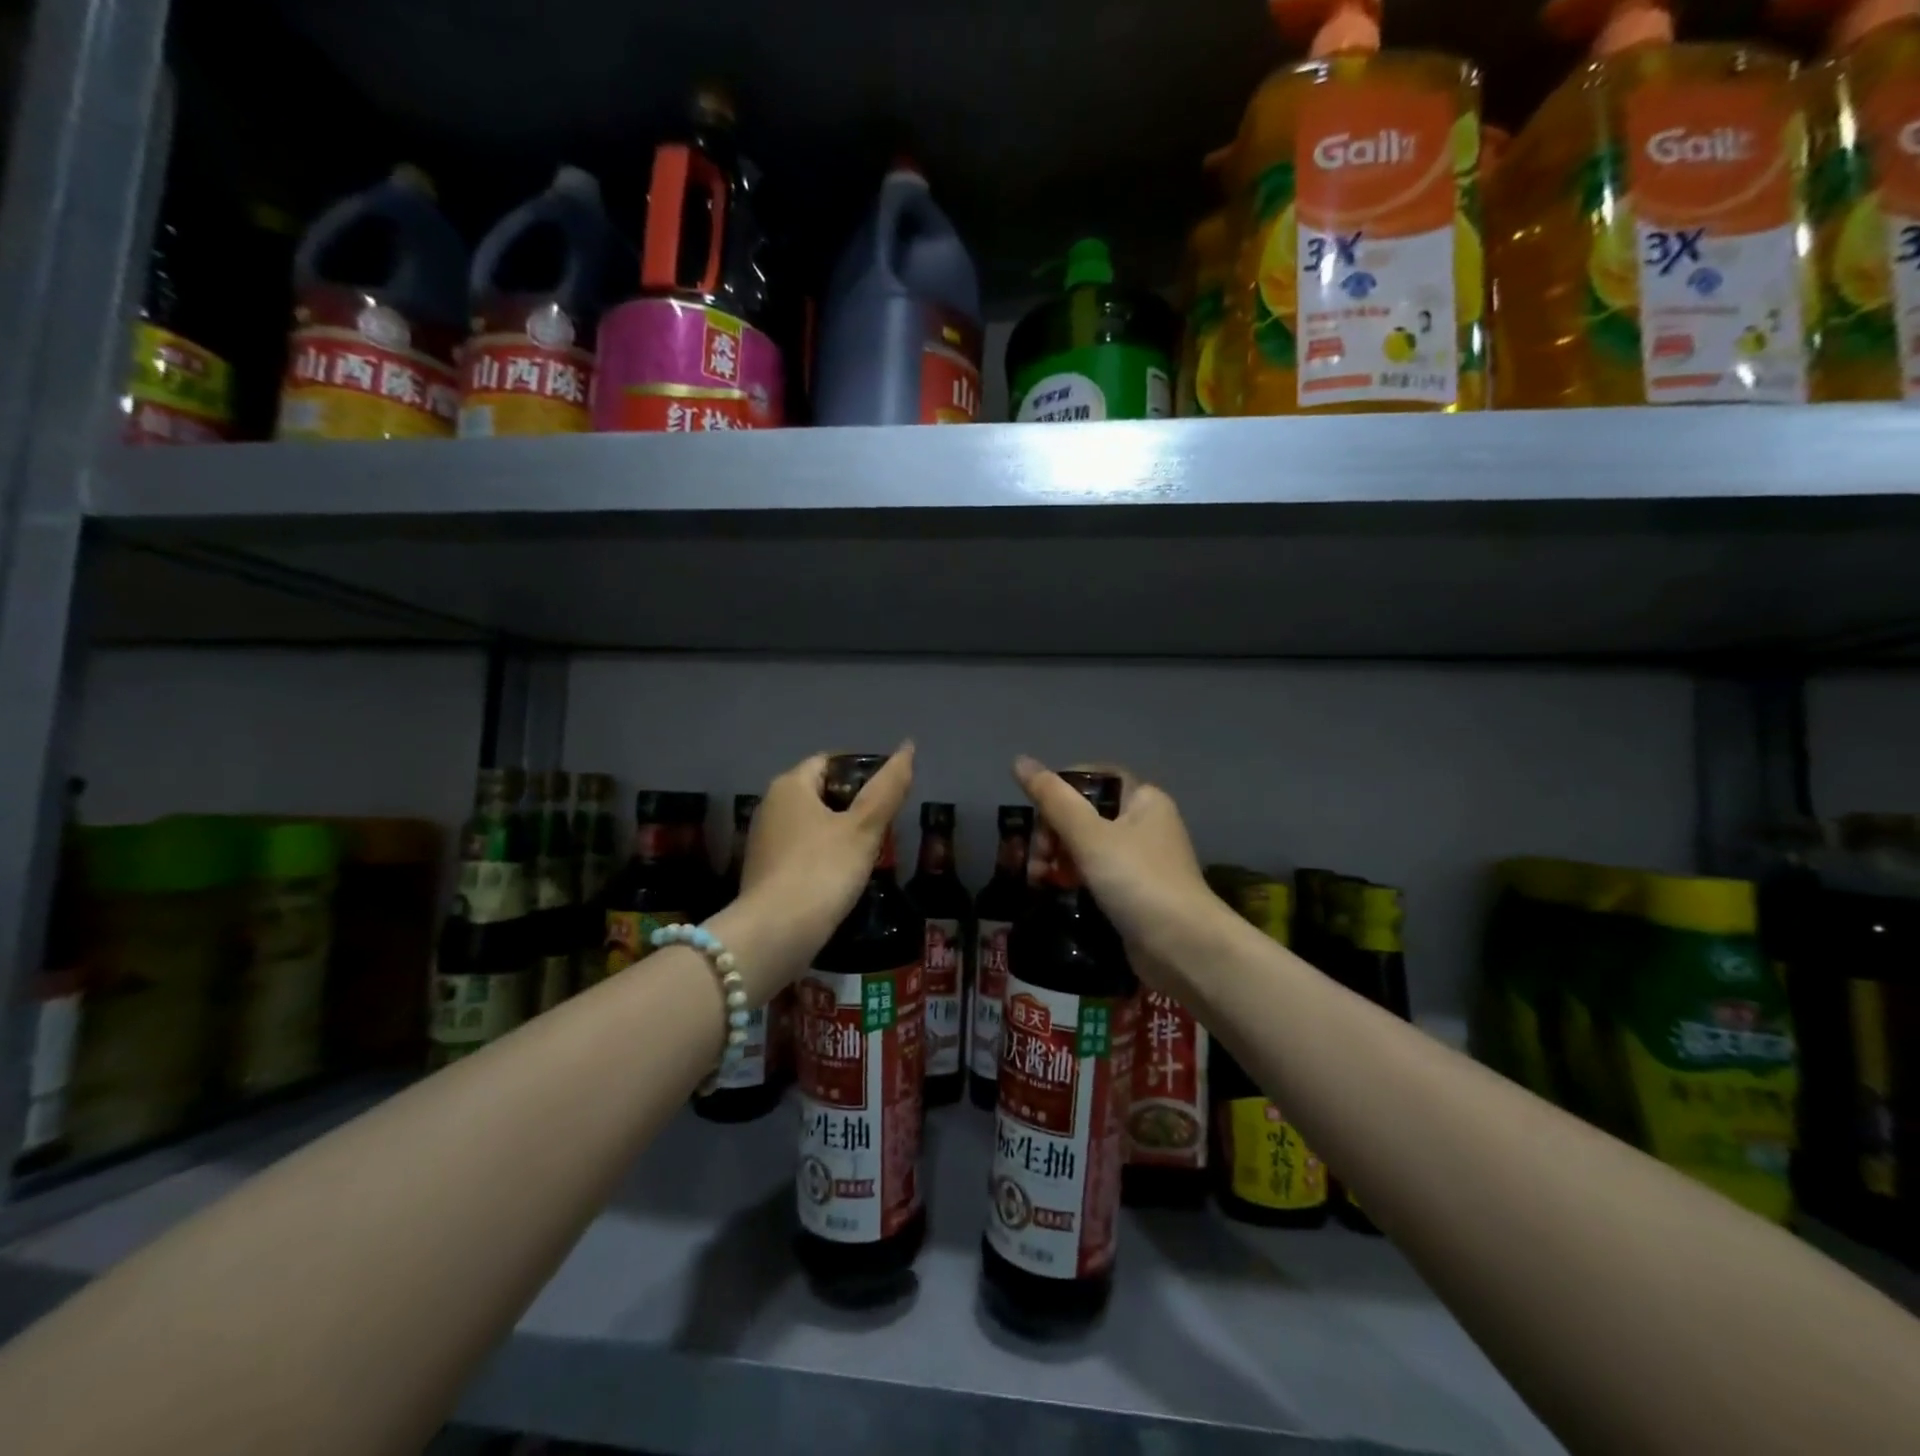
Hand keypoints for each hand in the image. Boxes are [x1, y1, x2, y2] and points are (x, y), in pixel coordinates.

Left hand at [731, 745, 914, 978]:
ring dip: (837, 833)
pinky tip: (840, 878)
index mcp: (790, 785)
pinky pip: (799, 852)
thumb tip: (908, 747)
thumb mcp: (864, 828)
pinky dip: (821, 857)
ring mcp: (762, 841)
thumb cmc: (823, 871)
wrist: (775, 934)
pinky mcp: (762, 872)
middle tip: (883, 827)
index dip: (861, 772)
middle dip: (852, 806)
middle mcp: (770, 805)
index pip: (829, 762)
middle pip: (819, 793)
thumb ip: (888, 788)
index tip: (888, 795)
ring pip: (810, 824)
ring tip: (867, 853)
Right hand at [1012, 756, 1227, 981]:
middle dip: (1053, 832)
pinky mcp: (1135, 892)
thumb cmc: (1136, 880)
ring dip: (1058, 858)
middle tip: (1037, 858)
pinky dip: (1074, 879)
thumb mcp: (1089, 835)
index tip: (1036, 815)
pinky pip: (1096, 874)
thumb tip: (1019, 760)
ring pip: (1087, 846)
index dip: (1060, 790)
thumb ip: (1052, 798)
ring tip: (1040, 879)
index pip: (1092, 778)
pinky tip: (1057, 892)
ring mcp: (1141, 860)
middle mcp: (1145, 824)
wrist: (1183, 948)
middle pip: (1085, 813)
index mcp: (1143, 799)